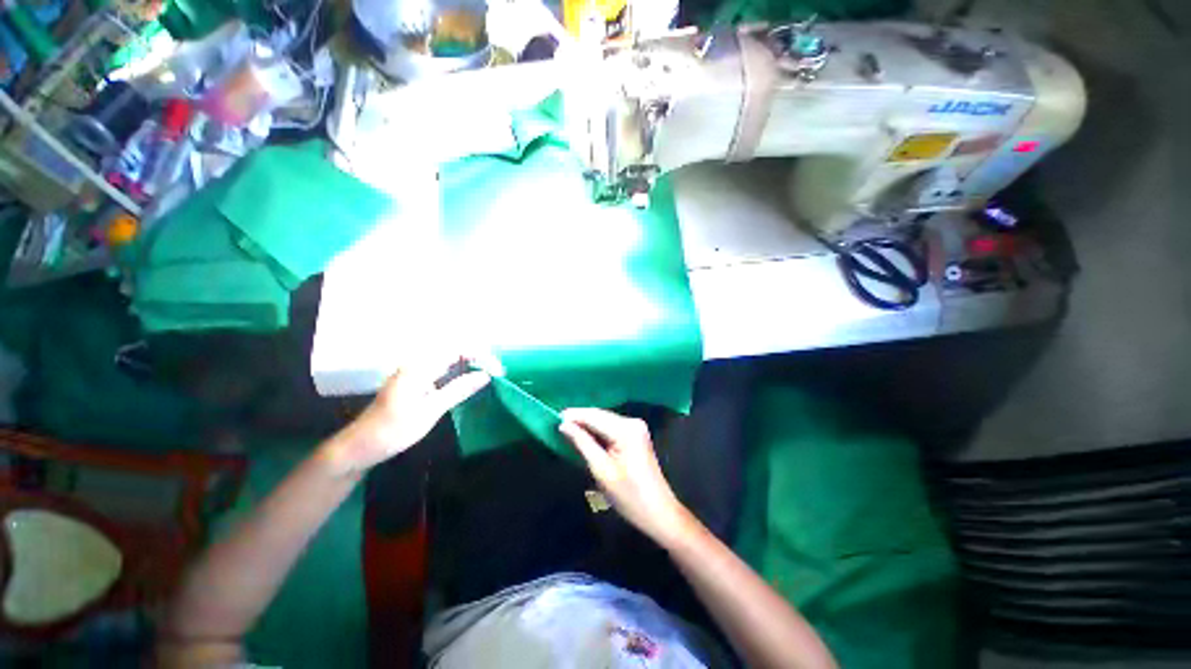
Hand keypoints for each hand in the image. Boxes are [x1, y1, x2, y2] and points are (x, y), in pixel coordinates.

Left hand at [322, 359, 489, 475]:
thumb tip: (485, 375)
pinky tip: (467, 381)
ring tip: (488, 374)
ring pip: (449, 358)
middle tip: (496, 372)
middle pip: (455, 349)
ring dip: (470, 363)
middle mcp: (417, 362)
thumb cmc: (394, 430)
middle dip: (478, 357)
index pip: (458, 349)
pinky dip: (459, 371)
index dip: (481, 356)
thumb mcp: (430, 411)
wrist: (361, 446)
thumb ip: (459, 390)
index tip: (497, 371)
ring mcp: (415, 370)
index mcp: (420, 366)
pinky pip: (442, 367)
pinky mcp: (415, 379)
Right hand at [559, 408, 694, 545]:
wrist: (659, 512)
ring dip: (587, 424)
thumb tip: (564, 425)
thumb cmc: (629, 496)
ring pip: (605, 420)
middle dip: (579, 418)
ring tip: (566, 427)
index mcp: (626, 430)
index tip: (553, 417)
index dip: (573, 415)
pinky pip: (612, 427)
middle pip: (600, 416)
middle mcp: (632, 422)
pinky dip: (597, 430)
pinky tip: (584, 434)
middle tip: (556, 423)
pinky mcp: (636, 435)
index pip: (594, 416)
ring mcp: (636, 428)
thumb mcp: (601, 471)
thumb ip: (582, 444)